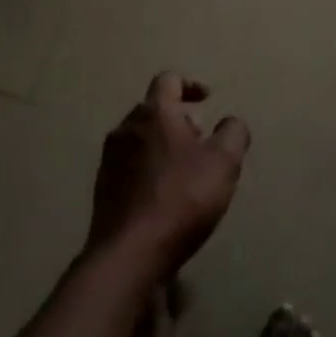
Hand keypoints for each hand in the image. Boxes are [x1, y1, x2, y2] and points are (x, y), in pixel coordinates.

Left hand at [89, 72, 249, 273]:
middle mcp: (126, 128)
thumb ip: (233, 132)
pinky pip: (129, 168)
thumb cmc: (180, 198)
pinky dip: (148, 171)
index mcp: (154, 112)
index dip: (190, 84)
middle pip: (153, 110)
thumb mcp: (224, 162)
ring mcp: (109, 160)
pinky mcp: (102, 191)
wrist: (128, 256)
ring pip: (140, 139)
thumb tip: (231, 122)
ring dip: (162, 146)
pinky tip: (164, 198)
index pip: (169, 80)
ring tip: (185, 171)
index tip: (207, 99)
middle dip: (179, 120)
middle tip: (201, 141)